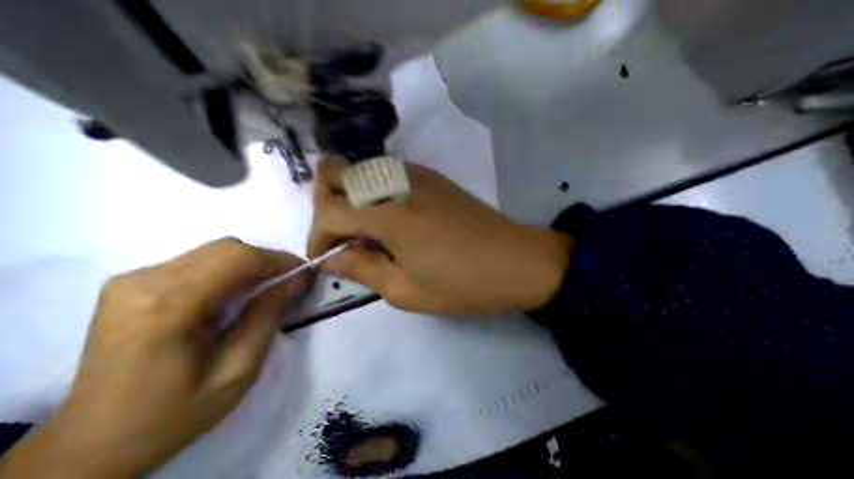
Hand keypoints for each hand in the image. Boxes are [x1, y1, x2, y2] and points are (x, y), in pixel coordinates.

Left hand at [1, 242, 312, 478]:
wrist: (95, 441)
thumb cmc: (173, 414)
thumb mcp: (236, 372)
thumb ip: (267, 317)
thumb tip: (297, 279)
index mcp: (167, 306)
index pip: (236, 258)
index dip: (277, 259)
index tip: (304, 273)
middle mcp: (143, 280)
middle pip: (222, 248)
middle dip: (263, 261)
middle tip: (287, 285)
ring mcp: (129, 279)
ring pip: (207, 252)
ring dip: (243, 266)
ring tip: (261, 293)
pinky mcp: (126, 284)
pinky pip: (189, 263)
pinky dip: (219, 273)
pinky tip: (226, 299)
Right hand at [309, 158, 573, 314]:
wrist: (518, 261)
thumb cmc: (464, 284)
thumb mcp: (406, 291)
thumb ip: (363, 269)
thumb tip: (331, 259)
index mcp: (388, 215)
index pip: (328, 212)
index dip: (317, 237)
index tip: (326, 259)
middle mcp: (396, 183)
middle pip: (336, 172)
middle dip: (325, 203)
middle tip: (340, 236)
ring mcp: (416, 174)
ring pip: (361, 168)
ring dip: (349, 195)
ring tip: (365, 231)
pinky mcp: (432, 175)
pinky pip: (386, 172)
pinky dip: (374, 190)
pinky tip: (390, 218)